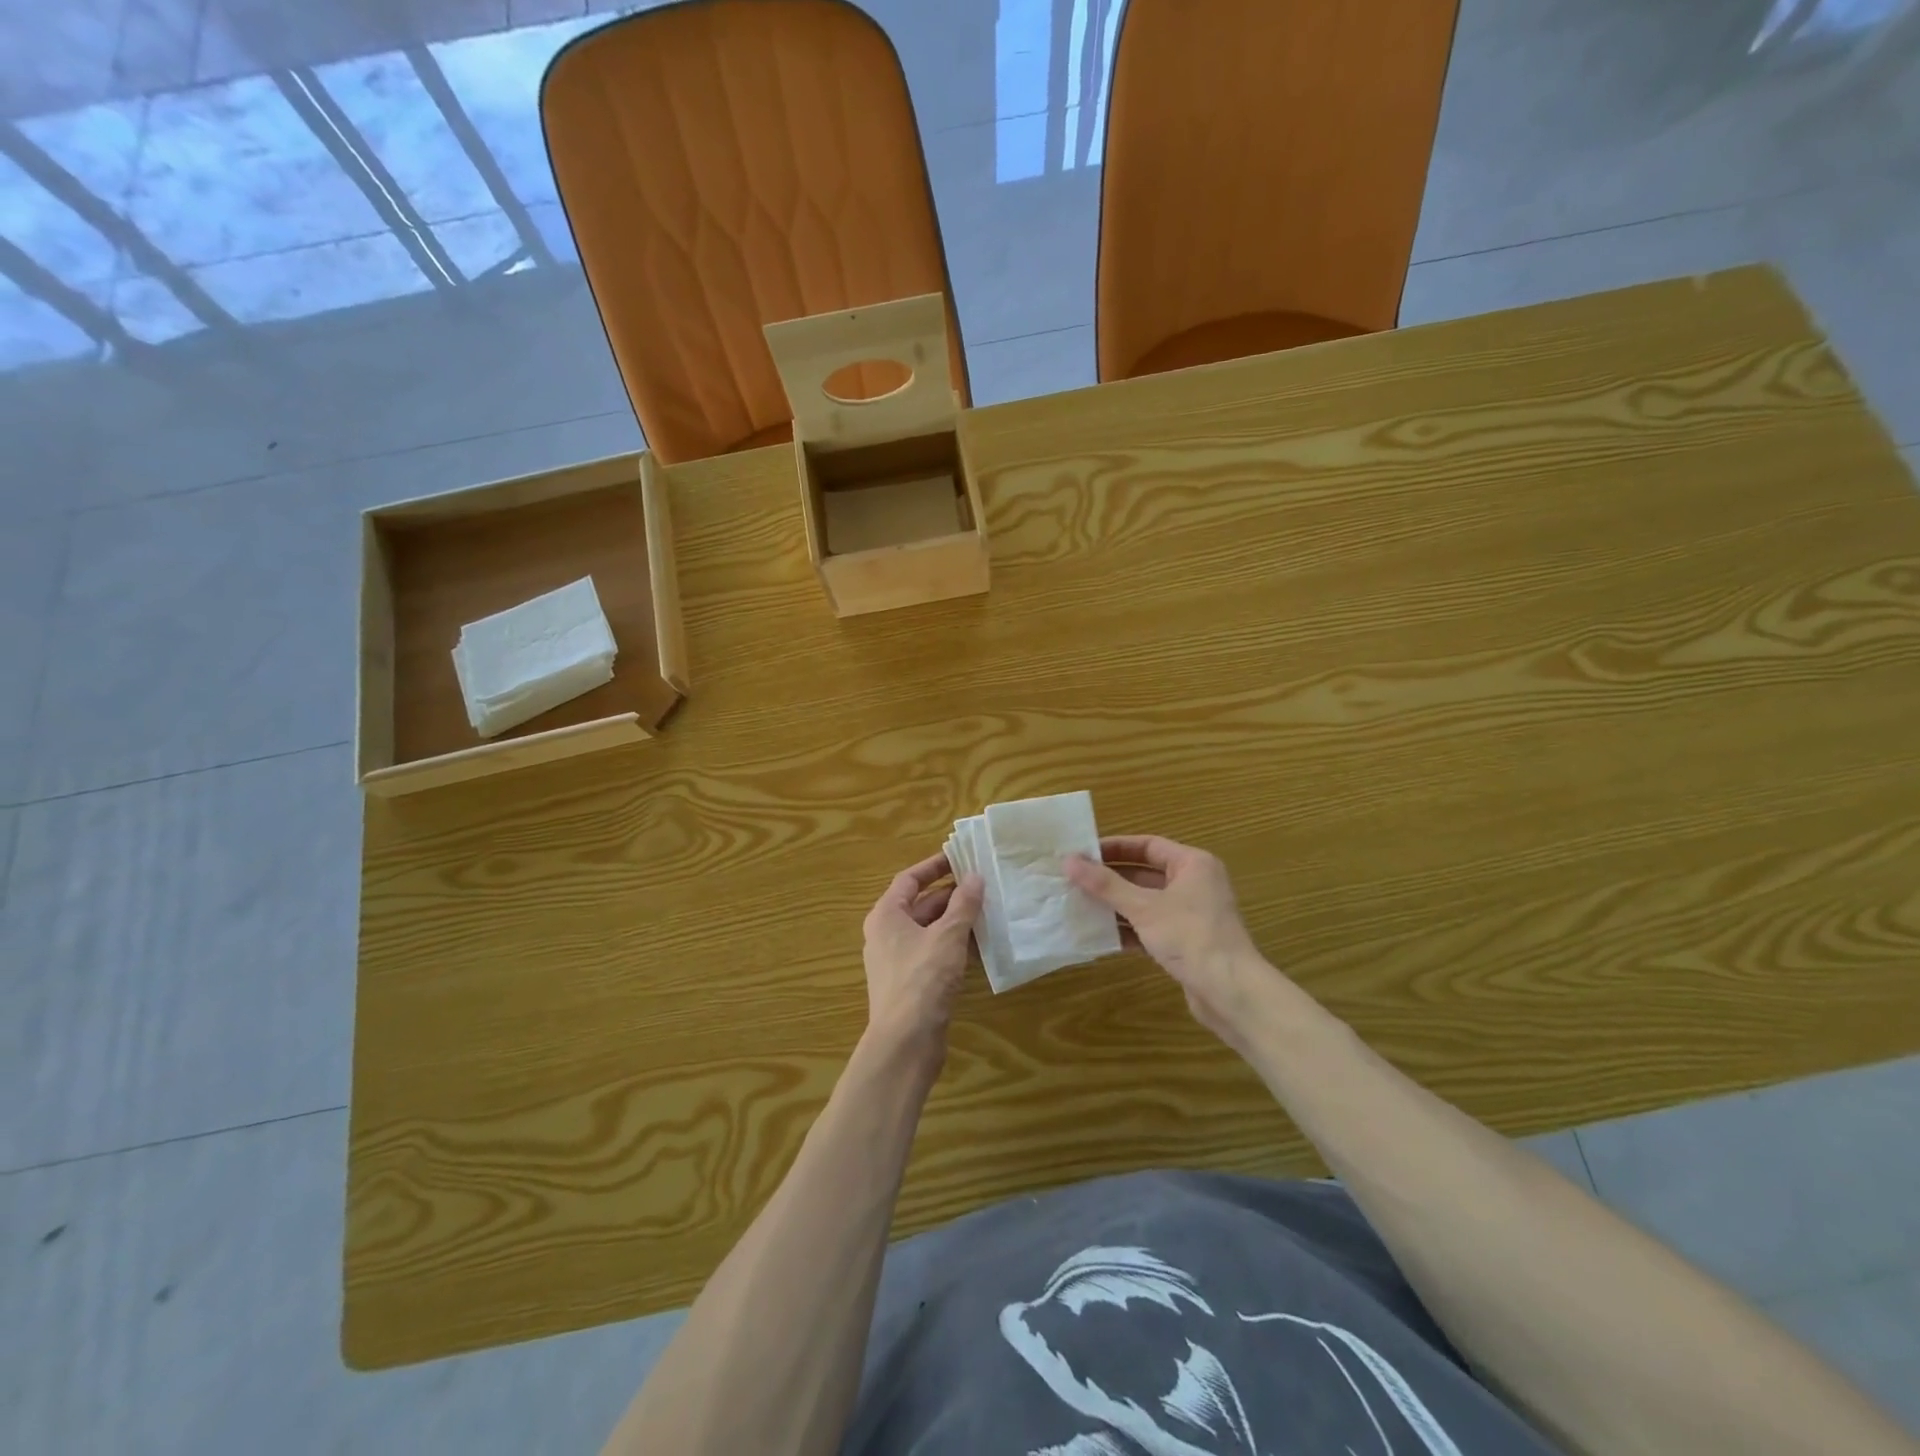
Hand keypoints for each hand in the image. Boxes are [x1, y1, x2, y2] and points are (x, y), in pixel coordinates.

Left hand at [861, 851, 982, 1060]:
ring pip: (930, 930)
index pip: (909, 879)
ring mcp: (897, 961)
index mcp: (887, 915)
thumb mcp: (948, 936)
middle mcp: (887, 934)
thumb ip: (963, 904)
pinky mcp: (911, 983)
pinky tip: (981, 946)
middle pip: (921, 904)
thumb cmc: (922, 979)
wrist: (905, 1042)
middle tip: (984, 885)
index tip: (961, 858)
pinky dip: (954, 946)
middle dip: (952, 895)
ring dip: (956, 921)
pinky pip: (934, 953)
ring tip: (989, 912)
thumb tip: (975, 877)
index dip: (934, 866)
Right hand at [1066, 836, 1275, 1050]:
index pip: (1148, 845)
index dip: (1115, 847)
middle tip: (1074, 879)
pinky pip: (1150, 928)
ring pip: (1145, 902)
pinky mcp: (1185, 943)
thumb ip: (1105, 884)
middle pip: (1144, 873)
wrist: (1230, 992)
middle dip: (1110, 878)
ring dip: (1115, 905)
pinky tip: (1099, 935)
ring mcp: (1191, 915)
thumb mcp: (1143, 907)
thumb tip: (1068, 860)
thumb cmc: (1189, 936)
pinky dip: (1127, 929)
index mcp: (1192, 864)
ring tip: (1078, 904)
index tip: (1082, 852)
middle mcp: (1194, 884)